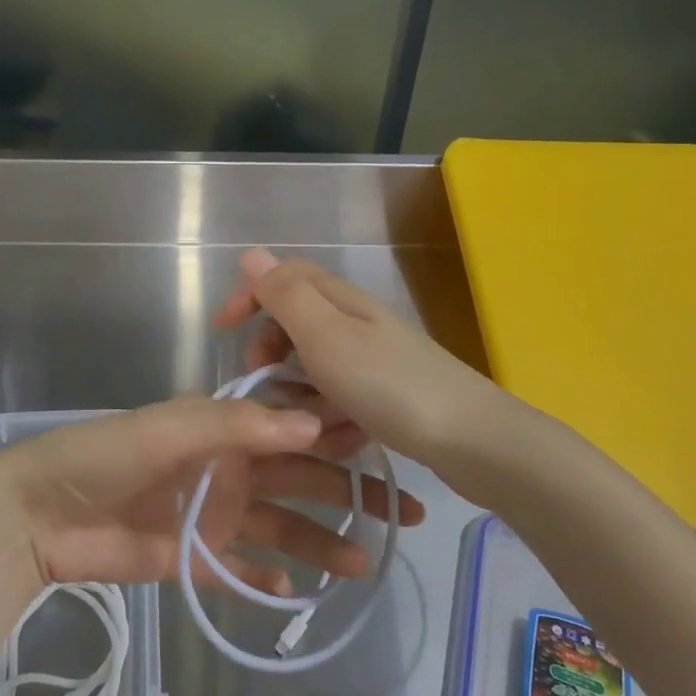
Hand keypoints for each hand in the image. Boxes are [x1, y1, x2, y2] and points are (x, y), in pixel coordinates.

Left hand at [0, 396, 424, 589]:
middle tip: (403, 513)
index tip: (390, 446)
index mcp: (225, 427)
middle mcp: (229, 467)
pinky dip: (268, 576)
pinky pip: (241, 567)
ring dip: (321, 542)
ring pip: (281, 527)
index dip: (340, 435)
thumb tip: (315, 422)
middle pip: (300, 479)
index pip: (294, 427)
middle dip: (350, 492)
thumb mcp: (170, 427)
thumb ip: (238, 425)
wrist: (41, 514)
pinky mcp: (194, 557)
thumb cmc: (105, 455)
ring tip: (365, 564)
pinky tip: (297, 589)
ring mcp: (214, 514)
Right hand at [215, 248, 509, 469]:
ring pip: (316, 367)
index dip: (250, 296)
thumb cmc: (390, 386)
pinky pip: (341, 397)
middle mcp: (357, 323)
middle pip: (296, 323)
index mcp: (340, 301)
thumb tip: (253, 254)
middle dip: (271, 352)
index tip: (222, 330)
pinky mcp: (388, 395)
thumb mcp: (327, 337)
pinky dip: (331, 416)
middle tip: (263, 384)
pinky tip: (340, 440)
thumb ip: (287, 295)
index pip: (284, 279)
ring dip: (300, 394)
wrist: (473, 441)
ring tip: (306, 426)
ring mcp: (375, 360)